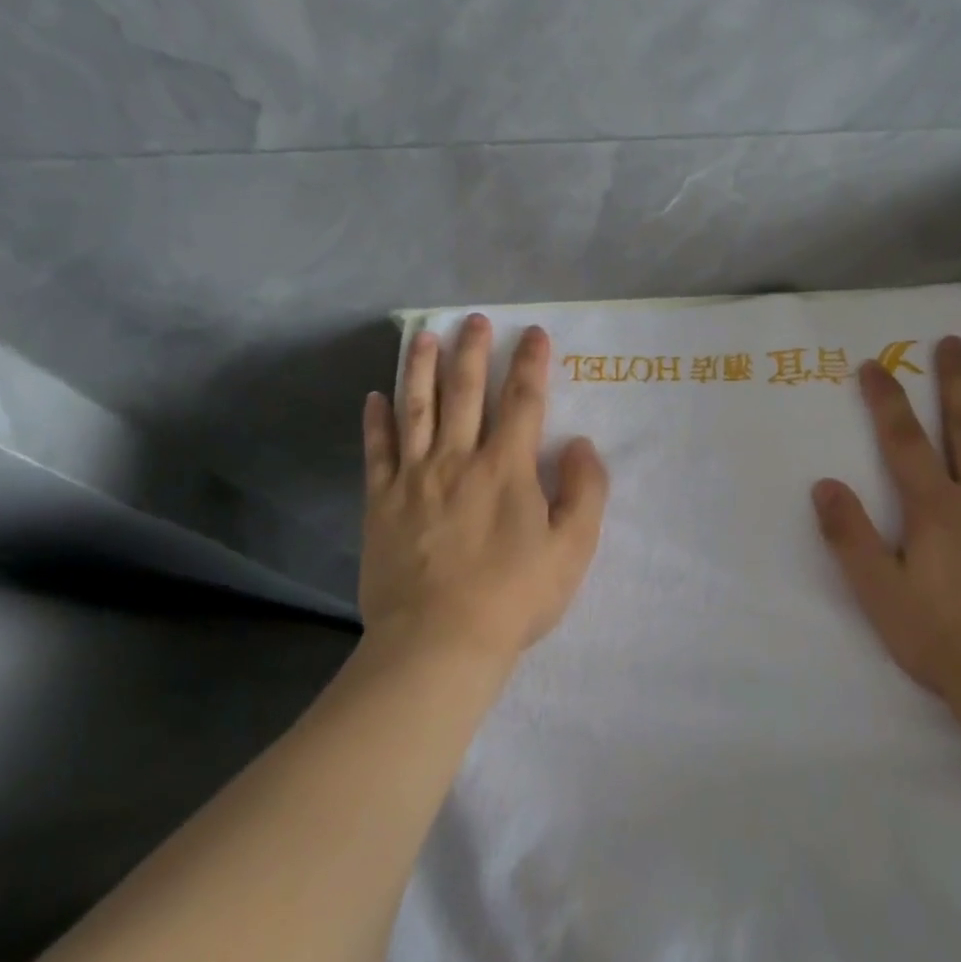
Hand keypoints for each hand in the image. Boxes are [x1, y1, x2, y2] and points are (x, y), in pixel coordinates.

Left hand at [359, 316, 609, 668]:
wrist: (438, 642)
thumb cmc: (514, 597)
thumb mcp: (573, 549)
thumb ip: (586, 491)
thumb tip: (581, 445)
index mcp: (507, 468)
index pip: (524, 400)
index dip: (531, 363)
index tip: (534, 333)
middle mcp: (459, 459)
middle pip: (466, 392)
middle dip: (474, 351)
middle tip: (475, 320)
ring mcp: (414, 478)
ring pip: (418, 409)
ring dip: (423, 368)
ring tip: (425, 336)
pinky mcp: (382, 503)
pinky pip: (377, 452)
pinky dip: (376, 422)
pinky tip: (374, 398)